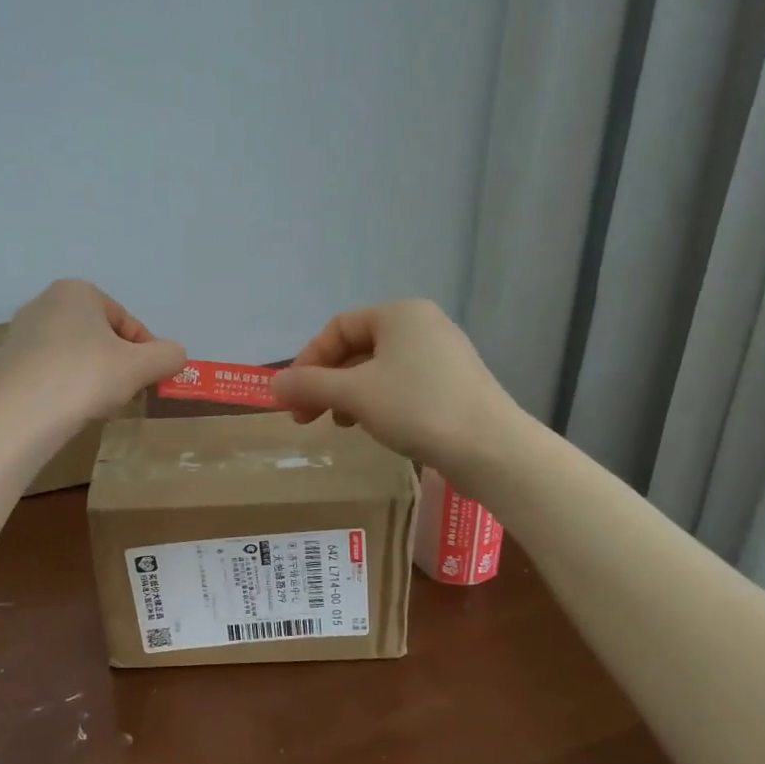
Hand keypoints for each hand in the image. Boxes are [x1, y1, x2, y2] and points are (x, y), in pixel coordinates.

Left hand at [0, 279, 186, 423]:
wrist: (21, 416)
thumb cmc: (85, 378)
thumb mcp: (141, 366)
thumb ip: (168, 355)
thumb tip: (176, 355)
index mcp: (77, 291)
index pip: (126, 322)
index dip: (146, 353)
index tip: (151, 380)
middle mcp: (44, 302)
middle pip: (99, 336)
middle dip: (118, 364)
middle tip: (126, 393)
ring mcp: (22, 333)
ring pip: (75, 354)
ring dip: (94, 376)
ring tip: (99, 405)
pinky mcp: (8, 362)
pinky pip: (51, 370)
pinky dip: (67, 386)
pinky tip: (71, 409)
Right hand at [270, 299, 519, 470]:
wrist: (492, 449)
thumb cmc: (417, 408)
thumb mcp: (354, 395)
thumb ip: (309, 386)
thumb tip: (272, 386)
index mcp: (400, 314)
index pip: (337, 328)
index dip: (308, 360)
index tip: (292, 395)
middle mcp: (423, 325)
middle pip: (357, 348)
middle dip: (326, 383)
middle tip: (305, 416)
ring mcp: (443, 355)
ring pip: (378, 370)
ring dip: (348, 395)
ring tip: (339, 424)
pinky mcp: (454, 384)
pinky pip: (402, 385)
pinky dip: (377, 402)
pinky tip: (373, 427)